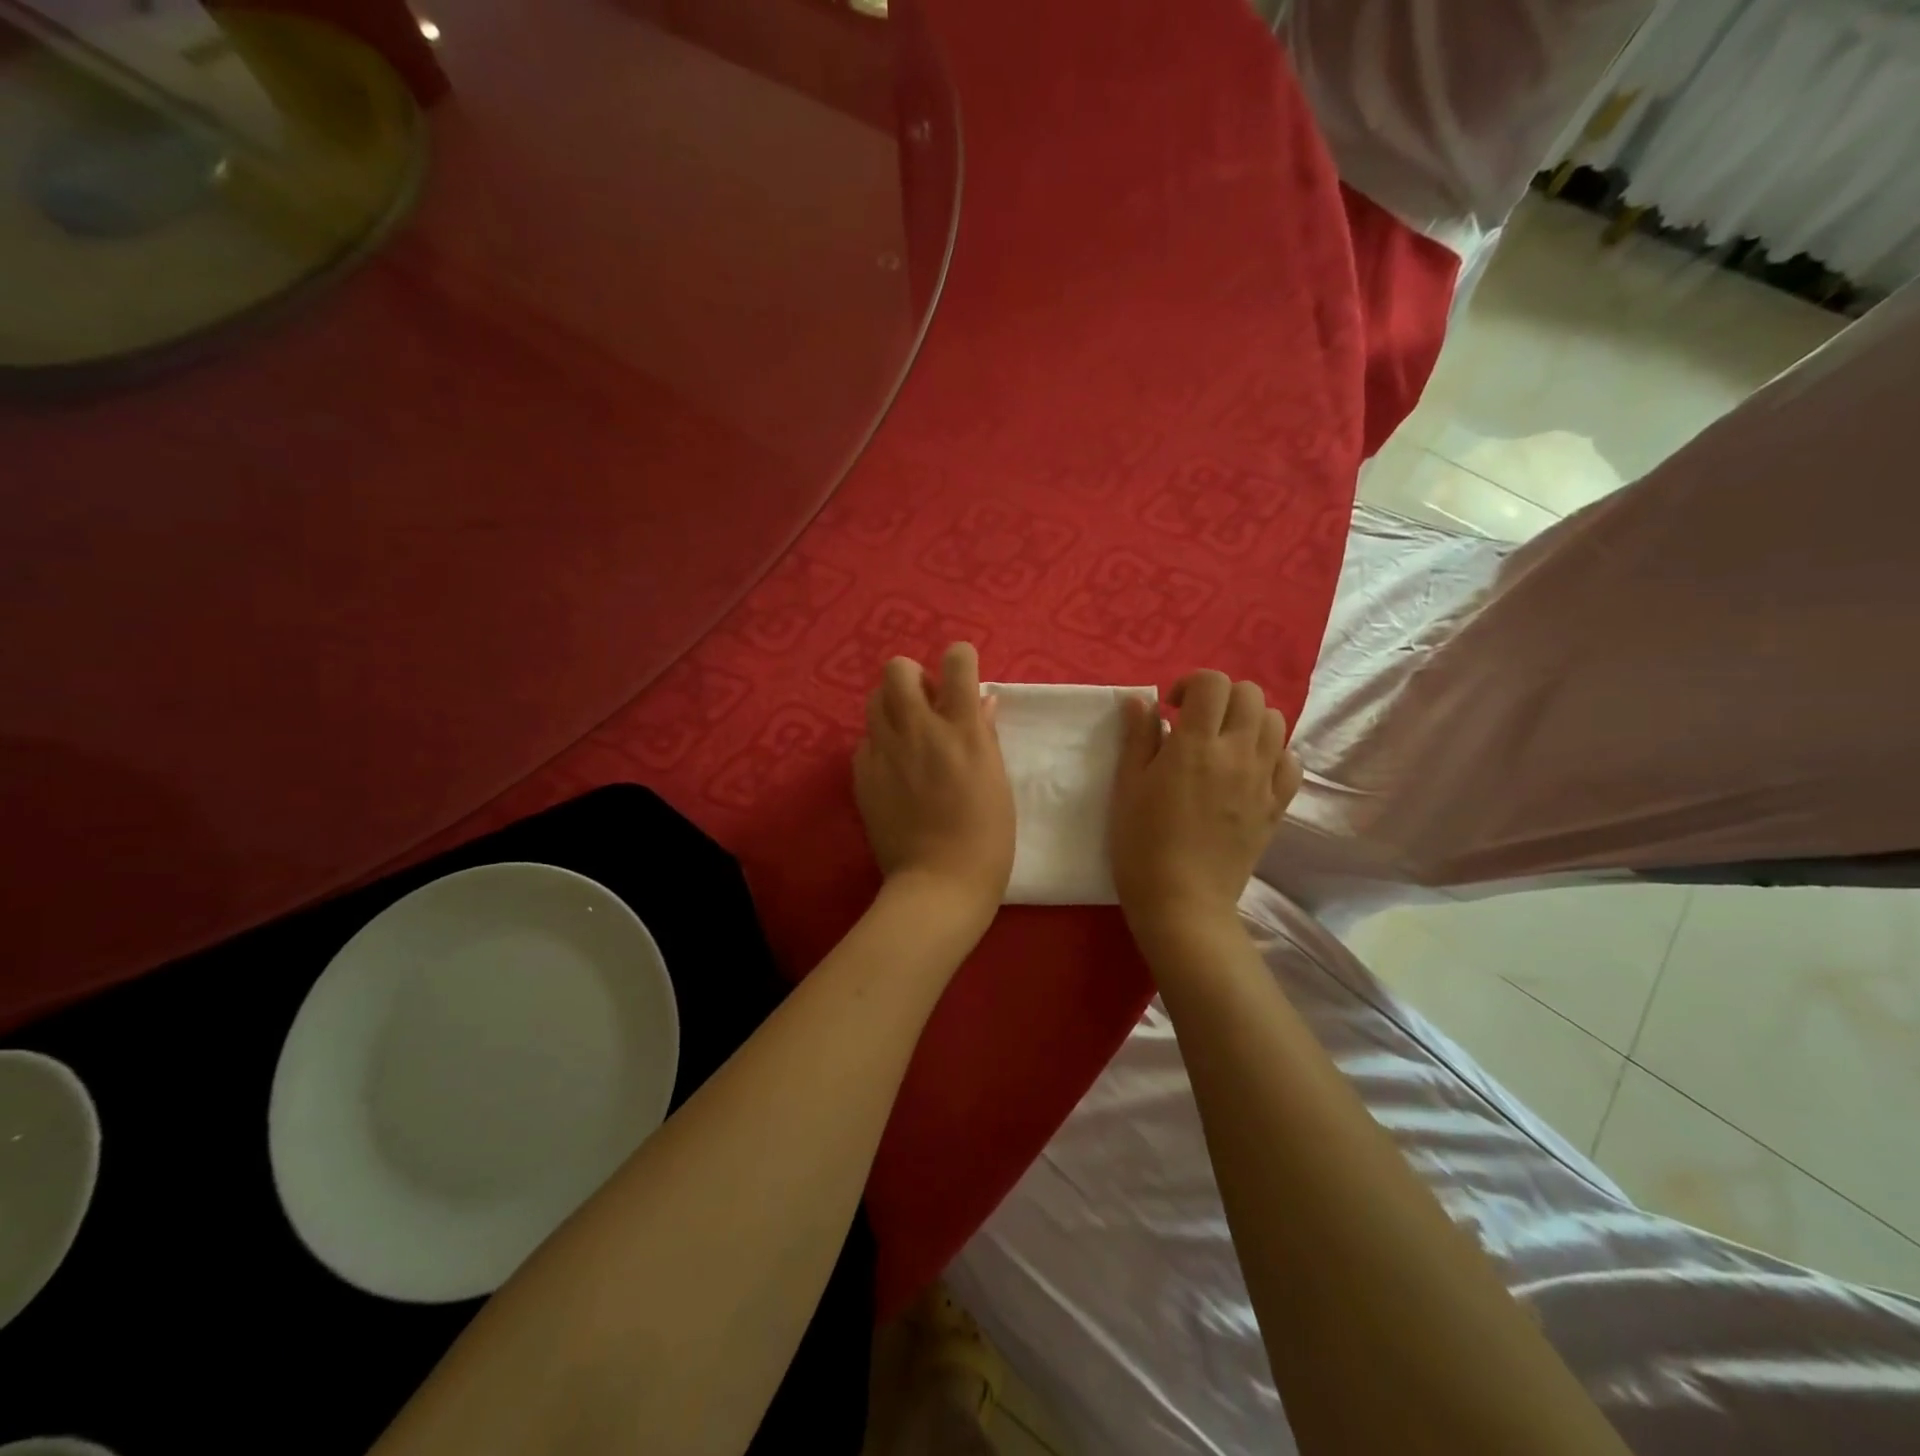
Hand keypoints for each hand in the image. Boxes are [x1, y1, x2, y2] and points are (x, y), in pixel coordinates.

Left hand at [854, 642, 1015, 917]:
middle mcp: (919, 730)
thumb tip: (981, 700)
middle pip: (898, 669)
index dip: (960, 659)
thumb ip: (984, 734)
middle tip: (927, 705)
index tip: (962, 676)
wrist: (938, 884)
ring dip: (892, 706)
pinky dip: (880, 744)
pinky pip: (865, 741)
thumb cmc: (986, 838)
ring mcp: (886, 752)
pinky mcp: (863, 775)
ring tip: (907, 735)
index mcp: (962, 730)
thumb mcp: (997, 781)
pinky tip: (893, 770)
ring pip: (874, 699)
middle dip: (913, 676)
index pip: (957, 660)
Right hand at [1109, 671, 1302, 934]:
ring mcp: (1263, 780)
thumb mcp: (1127, 787)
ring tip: (1224, 743)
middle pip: (1250, 694)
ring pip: (1276, 722)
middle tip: (1198, 722)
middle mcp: (1237, 754)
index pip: (1213, 683)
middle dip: (1222, 697)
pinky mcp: (1277, 806)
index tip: (1173, 708)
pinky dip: (1274, 753)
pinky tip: (1249, 768)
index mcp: (1196, 745)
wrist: (1182, 902)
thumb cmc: (1141, 844)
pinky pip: (1292, 762)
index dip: (1192, 683)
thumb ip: (1138, 738)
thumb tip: (1144, 701)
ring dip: (1249, 720)